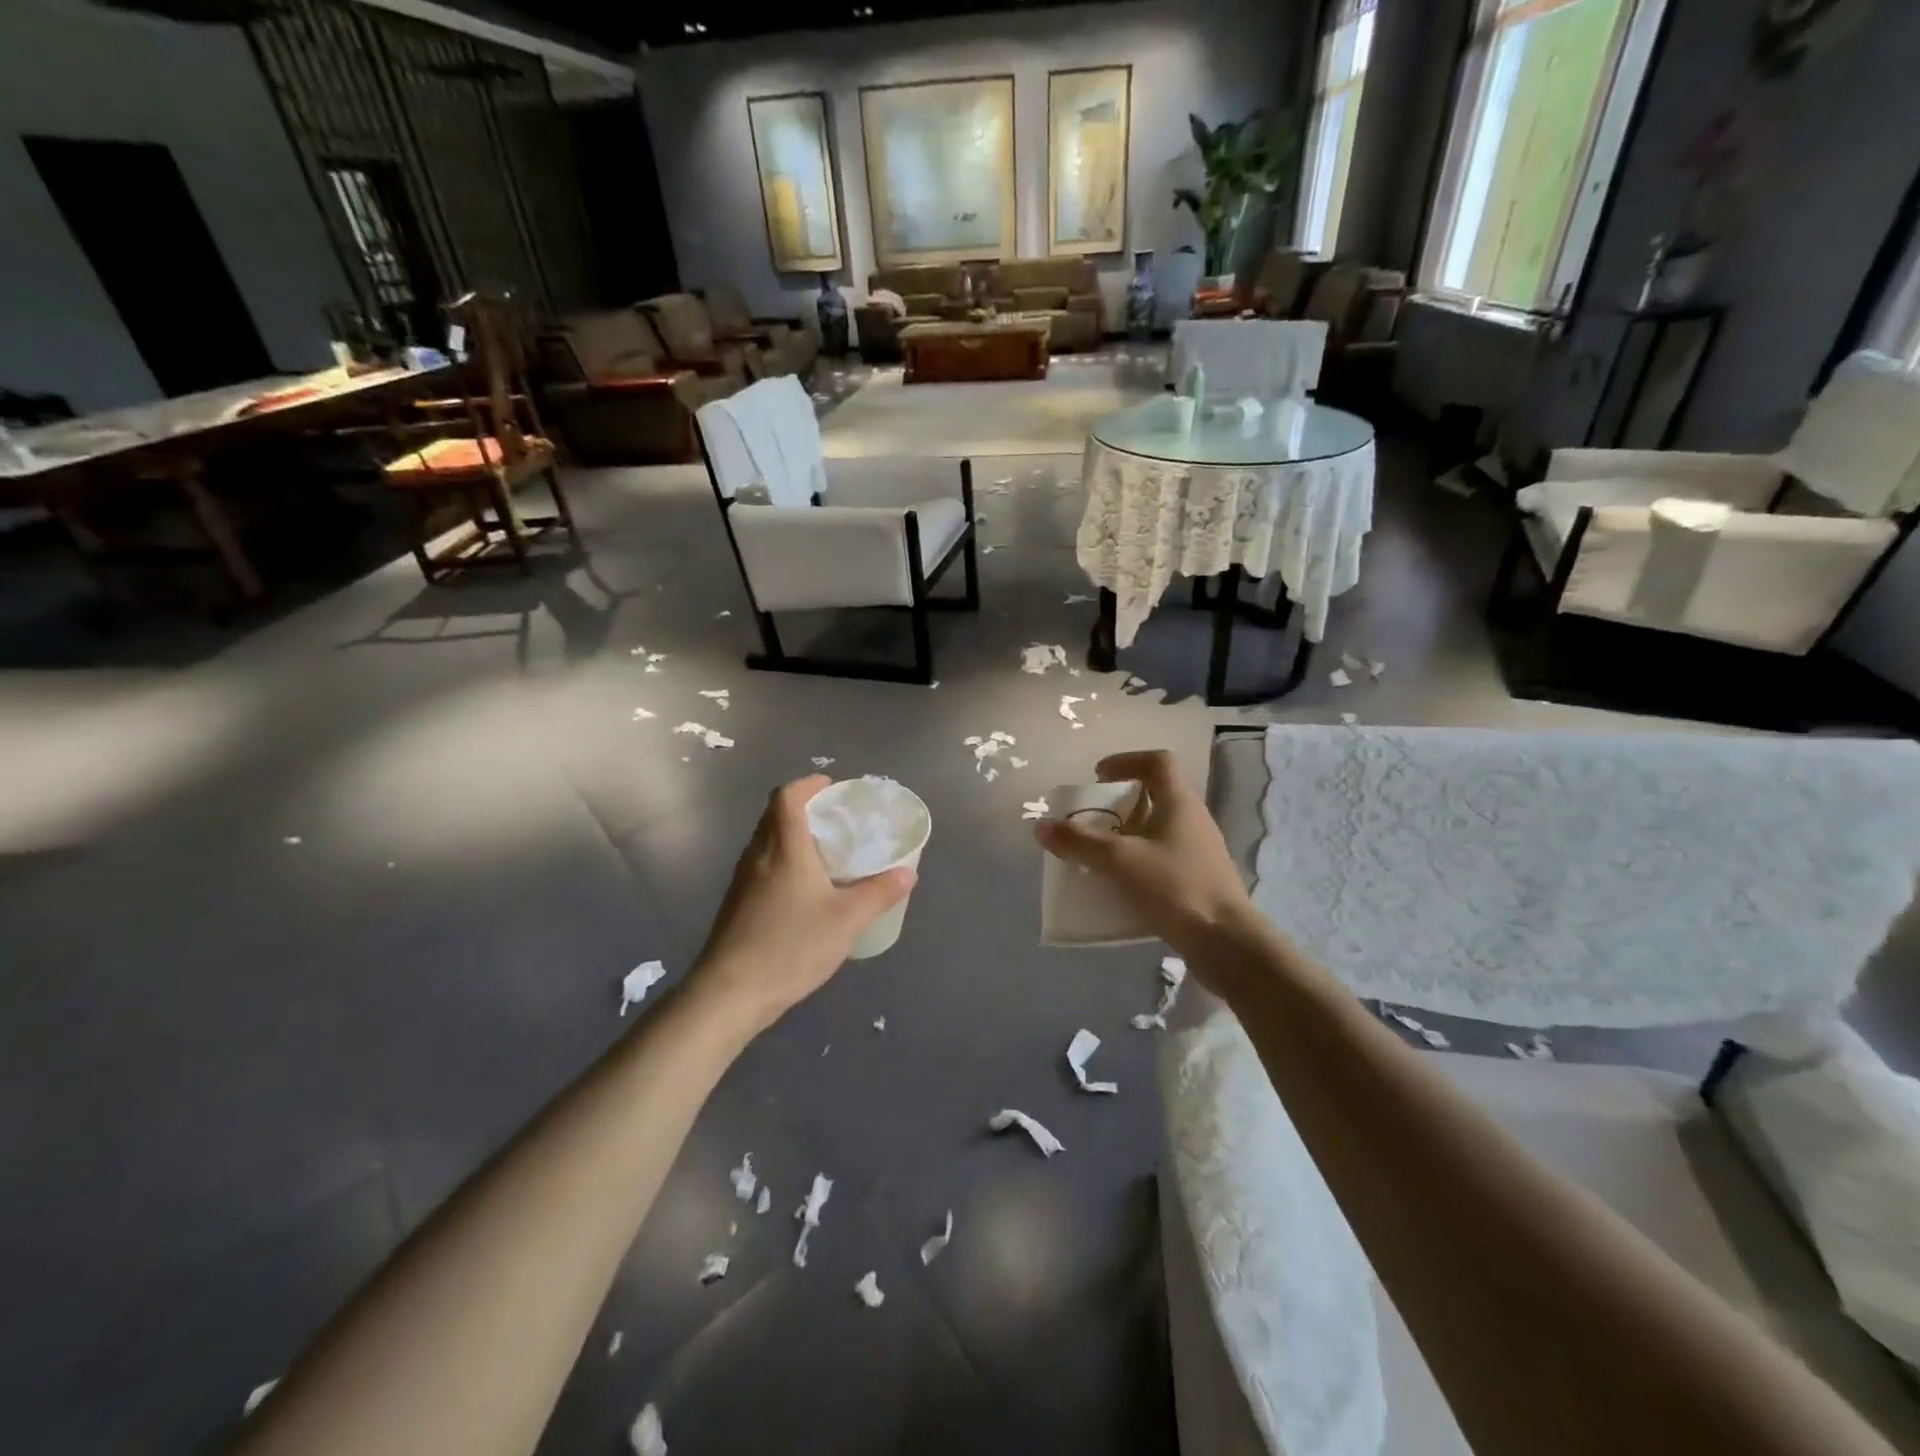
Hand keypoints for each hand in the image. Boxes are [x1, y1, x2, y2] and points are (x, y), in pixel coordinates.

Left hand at [691, 776, 914, 1031]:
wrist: (731, 992)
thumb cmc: (791, 945)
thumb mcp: (847, 920)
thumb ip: (879, 893)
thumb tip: (908, 873)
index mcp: (784, 847)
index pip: (788, 796)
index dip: (808, 784)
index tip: (832, 788)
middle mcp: (758, 855)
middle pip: (775, 815)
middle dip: (805, 809)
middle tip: (837, 820)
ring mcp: (743, 880)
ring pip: (767, 841)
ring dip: (793, 836)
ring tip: (826, 853)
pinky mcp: (737, 903)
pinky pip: (762, 865)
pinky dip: (783, 861)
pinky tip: (804, 890)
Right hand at [1034, 750, 1254, 960]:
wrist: (1227, 943)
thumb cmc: (1175, 888)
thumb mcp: (1119, 861)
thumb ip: (1079, 842)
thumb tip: (1042, 826)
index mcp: (1179, 803)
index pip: (1158, 762)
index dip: (1126, 761)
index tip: (1098, 776)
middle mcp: (1193, 821)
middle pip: (1156, 796)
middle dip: (1120, 804)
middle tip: (1092, 819)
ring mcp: (1199, 852)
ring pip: (1158, 831)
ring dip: (1127, 836)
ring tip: (1098, 855)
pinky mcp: (1198, 881)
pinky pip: (1161, 860)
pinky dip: (1137, 864)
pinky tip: (1119, 887)